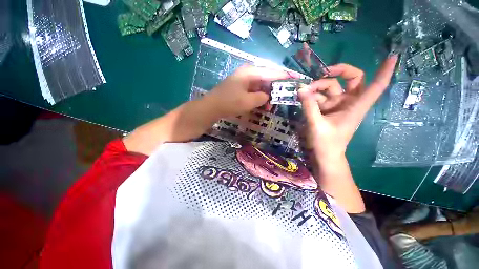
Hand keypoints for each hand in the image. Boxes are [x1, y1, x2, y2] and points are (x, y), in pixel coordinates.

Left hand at [203, 64, 296, 117]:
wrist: (212, 106)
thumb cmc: (230, 103)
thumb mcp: (249, 101)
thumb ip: (262, 97)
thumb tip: (267, 96)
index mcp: (251, 72)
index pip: (272, 72)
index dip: (283, 76)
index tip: (294, 79)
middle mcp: (247, 72)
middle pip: (266, 77)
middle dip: (274, 87)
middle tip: (282, 95)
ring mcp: (243, 79)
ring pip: (260, 84)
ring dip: (266, 93)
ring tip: (272, 103)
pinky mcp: (240, 86)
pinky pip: (253, 89)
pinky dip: (258, 95)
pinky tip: (262, 102)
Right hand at [298, 55, 397, 160]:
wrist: (325, 155)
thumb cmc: (327, 143)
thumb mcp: (317, 125)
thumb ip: (309, 106)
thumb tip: (301, 89)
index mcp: (356, 107)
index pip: (376, 86)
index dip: (385, 71)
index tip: (393, 55)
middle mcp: (349, 102)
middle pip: (352, 79)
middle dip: (338, 72)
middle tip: (321, 73)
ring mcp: (337, 105)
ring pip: (331, 87)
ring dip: (317, 87)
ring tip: (303, 92)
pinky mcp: (327, 109)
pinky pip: (320, 97)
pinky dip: (312, 96)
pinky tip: (303, 98)